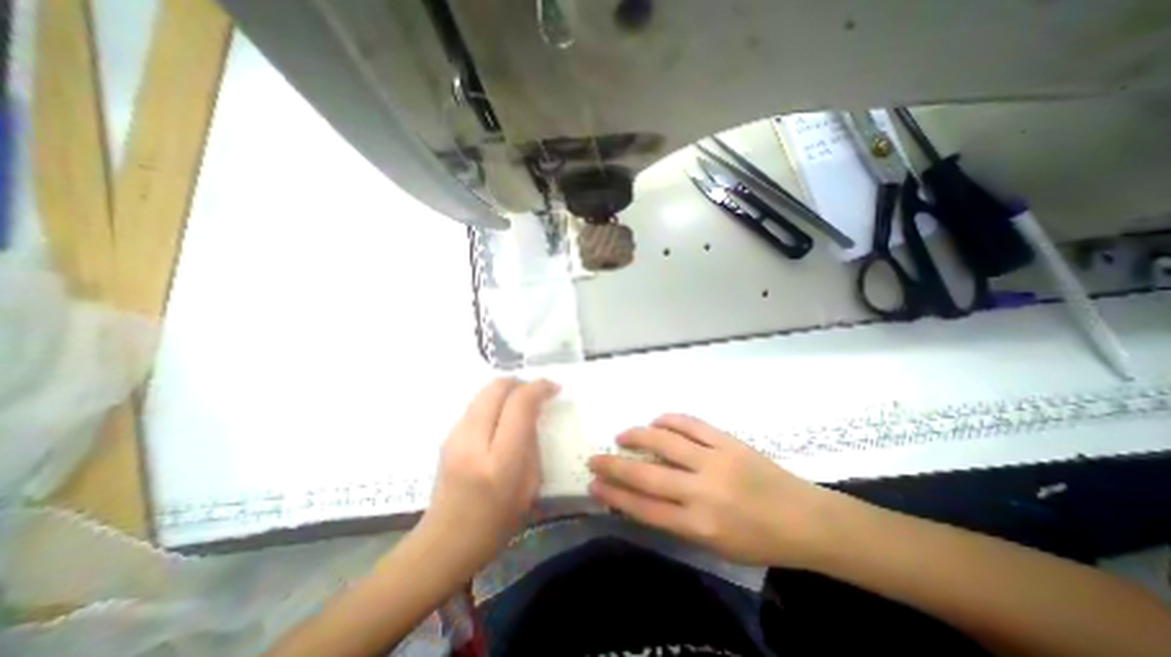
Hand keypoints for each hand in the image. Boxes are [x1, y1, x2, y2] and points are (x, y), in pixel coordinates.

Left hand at [412, 377, 560, 577]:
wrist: (445, 543)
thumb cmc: (496, 523)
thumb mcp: (529, 487)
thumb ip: (533, 445)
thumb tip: (533, 416)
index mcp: (500, 460)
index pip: (520, 404)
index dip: (539, 388)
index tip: (554, 388)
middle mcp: (474, 441)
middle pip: (497, 387)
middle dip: (521, 382)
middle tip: (536, 392)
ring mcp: (455, 436)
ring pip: (484, 392)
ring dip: (506, 390)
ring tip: (520, 403)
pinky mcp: (446, 436)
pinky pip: (475, 405)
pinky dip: (493, 401)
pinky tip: (501, 418)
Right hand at [591, 414, 858, 565]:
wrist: (807, 520)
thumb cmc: (759, 541)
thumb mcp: (714, 545)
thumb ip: (677, 521)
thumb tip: (643, 496)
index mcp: (699, 526)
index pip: (644, 508)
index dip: (614, 496)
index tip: (594, 486)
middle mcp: (702, 492)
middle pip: (646, 475)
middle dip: (614, 467)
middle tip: (595, 459)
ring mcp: (715, 461)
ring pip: (664, 442)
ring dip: (637, 436)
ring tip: (621, 436)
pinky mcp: (727, 441)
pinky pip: (691, 424)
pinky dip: (669, 420)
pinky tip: (656, 421)